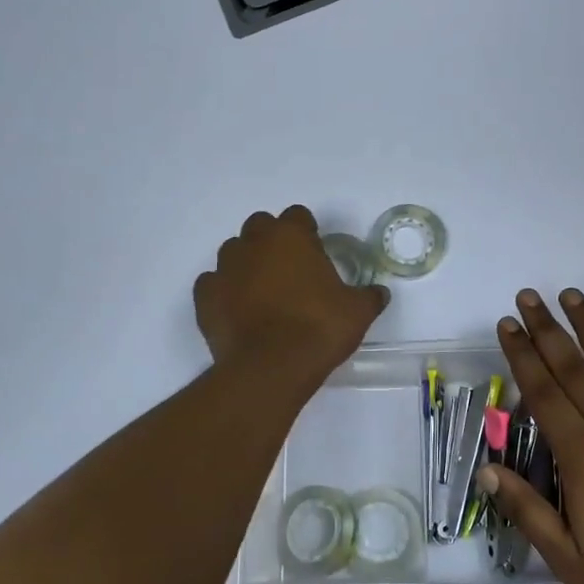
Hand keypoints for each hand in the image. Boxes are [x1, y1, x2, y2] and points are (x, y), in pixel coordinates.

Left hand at [194, 207, 388, 387]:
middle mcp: (253, 243)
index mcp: (291, 236)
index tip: (315, 253)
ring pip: (233, 252)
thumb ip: (369, 296)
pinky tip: (237, 310)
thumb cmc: (318, 328)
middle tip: (289, 270)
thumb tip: (379, 293)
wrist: (270, 367)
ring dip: (246, 264)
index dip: (307, 232)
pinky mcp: (204, 296)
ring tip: (262, 292)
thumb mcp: (357, 312)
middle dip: (272, 241)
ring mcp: (224, 268)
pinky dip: (223, 291)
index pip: (297, 216)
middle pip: (260, 226)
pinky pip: (213, 283)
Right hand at [479, 288, 583, 583]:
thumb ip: (527, 511)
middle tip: (528, 296)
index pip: (544, 392)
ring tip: (571, 295)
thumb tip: (485, 472)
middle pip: (574, 367)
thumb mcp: (569, 560)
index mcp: (583, 456)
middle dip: (547, 329)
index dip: (522, 355)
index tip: (507, 324)